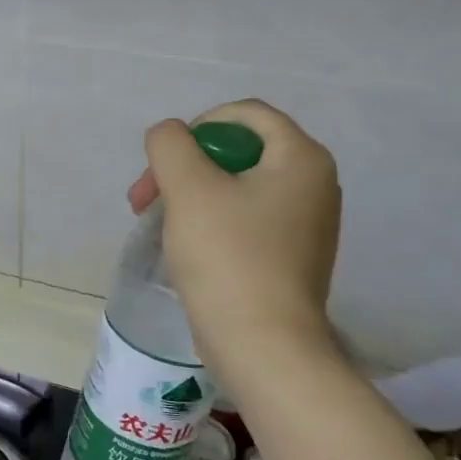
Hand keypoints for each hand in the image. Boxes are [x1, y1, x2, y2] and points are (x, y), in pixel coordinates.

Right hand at [127, 99, 342, 374]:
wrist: (263, 346)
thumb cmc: (228, 258)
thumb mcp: (188, 188)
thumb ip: (171, 144)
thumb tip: (170, 136)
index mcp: (301, 158)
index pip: (245, 114)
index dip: (197, 127)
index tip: (167, 163)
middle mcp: (314, 183)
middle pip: (238, 150)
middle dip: (185, 167)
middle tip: (146, 199)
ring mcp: (306, 222)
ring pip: (236, 186)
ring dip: (190, 195)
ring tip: (158, 224)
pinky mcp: (292, 255)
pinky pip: (245, 218)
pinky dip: (211, 221)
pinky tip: (186, 247)